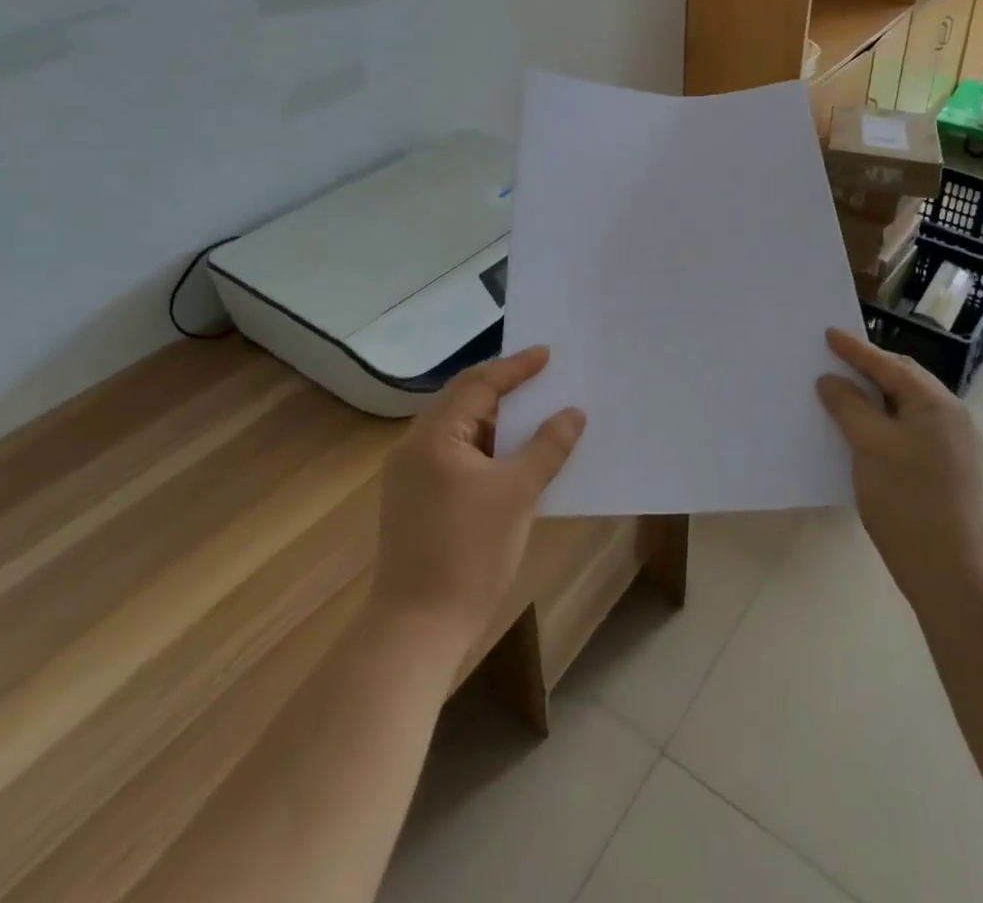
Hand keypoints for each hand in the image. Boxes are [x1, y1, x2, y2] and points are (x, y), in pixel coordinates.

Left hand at [366, 347, 585, 651]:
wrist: (416, 630)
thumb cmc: (469, 553)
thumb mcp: (519, 494)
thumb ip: (548, 447)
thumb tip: (573, 413)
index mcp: (434, 436)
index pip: (479, 385)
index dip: (516, 367)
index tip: (547, 353)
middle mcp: (414, 447)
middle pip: (463, 400)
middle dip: (503, 387)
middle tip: (541, 375)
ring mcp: (409, 476)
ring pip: (458, 429)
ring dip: (495, 419)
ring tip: (533, 410)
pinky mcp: (414, 500)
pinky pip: (454, 455)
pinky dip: (484, 446)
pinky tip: (510, 455)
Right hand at [816, 329, 982, 608]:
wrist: (948, 569)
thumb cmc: (907, 499)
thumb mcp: (870, 445)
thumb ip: (848, 405)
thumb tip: (830, 380)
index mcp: (937, 404)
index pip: (890, 365)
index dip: (856, 349)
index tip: (828, 333)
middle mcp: (951, 416)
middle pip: (903, 380)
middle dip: (868, 368)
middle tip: (834, 358)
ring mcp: (952, 443)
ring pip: (906, 405)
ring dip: (875, 395)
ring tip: (843, 389)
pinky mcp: (945, 467)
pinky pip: (909, 427)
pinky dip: (884, 419)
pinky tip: (863, 428)